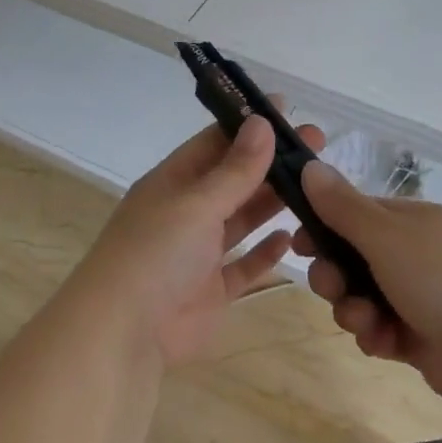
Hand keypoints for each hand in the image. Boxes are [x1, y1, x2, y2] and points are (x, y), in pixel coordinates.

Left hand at [59, 113, 323, 366]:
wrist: (125, 333)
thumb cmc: (156, 254)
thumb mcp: (196, 204)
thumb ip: (234, 170)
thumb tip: (262, 122)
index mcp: (172, 183)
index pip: (213, 143)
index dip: (247, 125)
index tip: (285, 109)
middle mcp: (185, 213)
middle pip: (233, 179)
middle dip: (271, 161)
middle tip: (316, 143)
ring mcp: (198, 254)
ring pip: (241, 220)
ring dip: (272, 202)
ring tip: (315, 184)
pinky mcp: (212, 291)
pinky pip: (244, 266)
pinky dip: (265, 252)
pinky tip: (290, 237)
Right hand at [293, 163, 441, 412]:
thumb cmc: (441, 279)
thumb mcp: (385, 235)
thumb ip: (342, 205)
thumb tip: (310, 165)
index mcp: (412, 220)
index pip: (355, 213)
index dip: (323, 227)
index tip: (299, 244)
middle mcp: (415, 254)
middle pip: (353, 258)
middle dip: (334, 275)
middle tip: (332, 288)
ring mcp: (419, 296)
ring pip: (361, 297)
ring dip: (353, 310)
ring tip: (367, 323)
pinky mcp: (420, 336)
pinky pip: (379, 329)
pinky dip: (376, 335)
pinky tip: (385, 343)